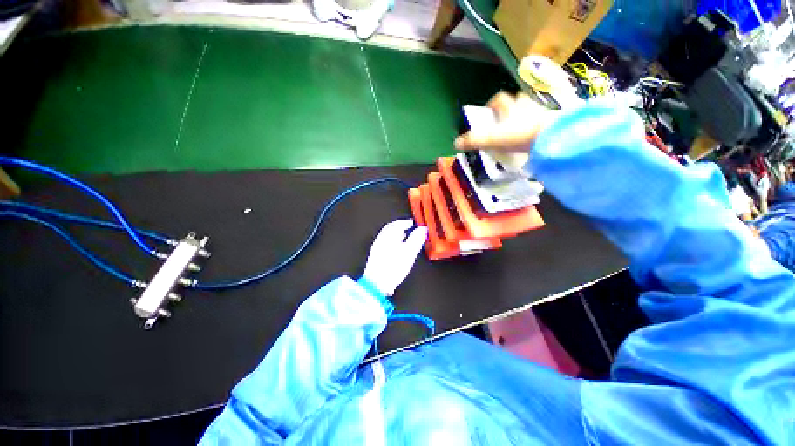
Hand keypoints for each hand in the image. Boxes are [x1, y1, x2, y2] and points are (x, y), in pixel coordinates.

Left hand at [362, 219, 427, 296]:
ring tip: (403, 237)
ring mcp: (377, 246)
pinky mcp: (375, 255)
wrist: (376, 283)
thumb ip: (416, 239)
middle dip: (400, 226)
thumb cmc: (392, 268)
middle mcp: (381, 238)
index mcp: (389, 235)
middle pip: (391, 228)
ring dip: (395, 234)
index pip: (398, 223)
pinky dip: (391, 241)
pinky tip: (395, 248)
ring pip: (387, 235)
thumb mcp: (409, 252)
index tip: (413, 223)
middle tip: (407, 227)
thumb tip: (422, 230)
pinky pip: (384, 242)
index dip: (407, 222)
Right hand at [454, 92, 556, 151]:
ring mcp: (541, 112)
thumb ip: (474, 141)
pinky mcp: (552, 121)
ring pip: (532, 108)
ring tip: (521, 126)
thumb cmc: (520, 135)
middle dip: (511, 106)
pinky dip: (538, 124)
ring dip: (525, 113)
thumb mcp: (492, 139)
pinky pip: (543, 119)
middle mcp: (526, 106)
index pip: (499, 99)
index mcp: (510, 108)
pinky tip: (535, 134)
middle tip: (506, 118)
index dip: (492, 103)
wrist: (553, 136)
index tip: (488, 111)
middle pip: (518, 99)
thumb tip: (456, 143)